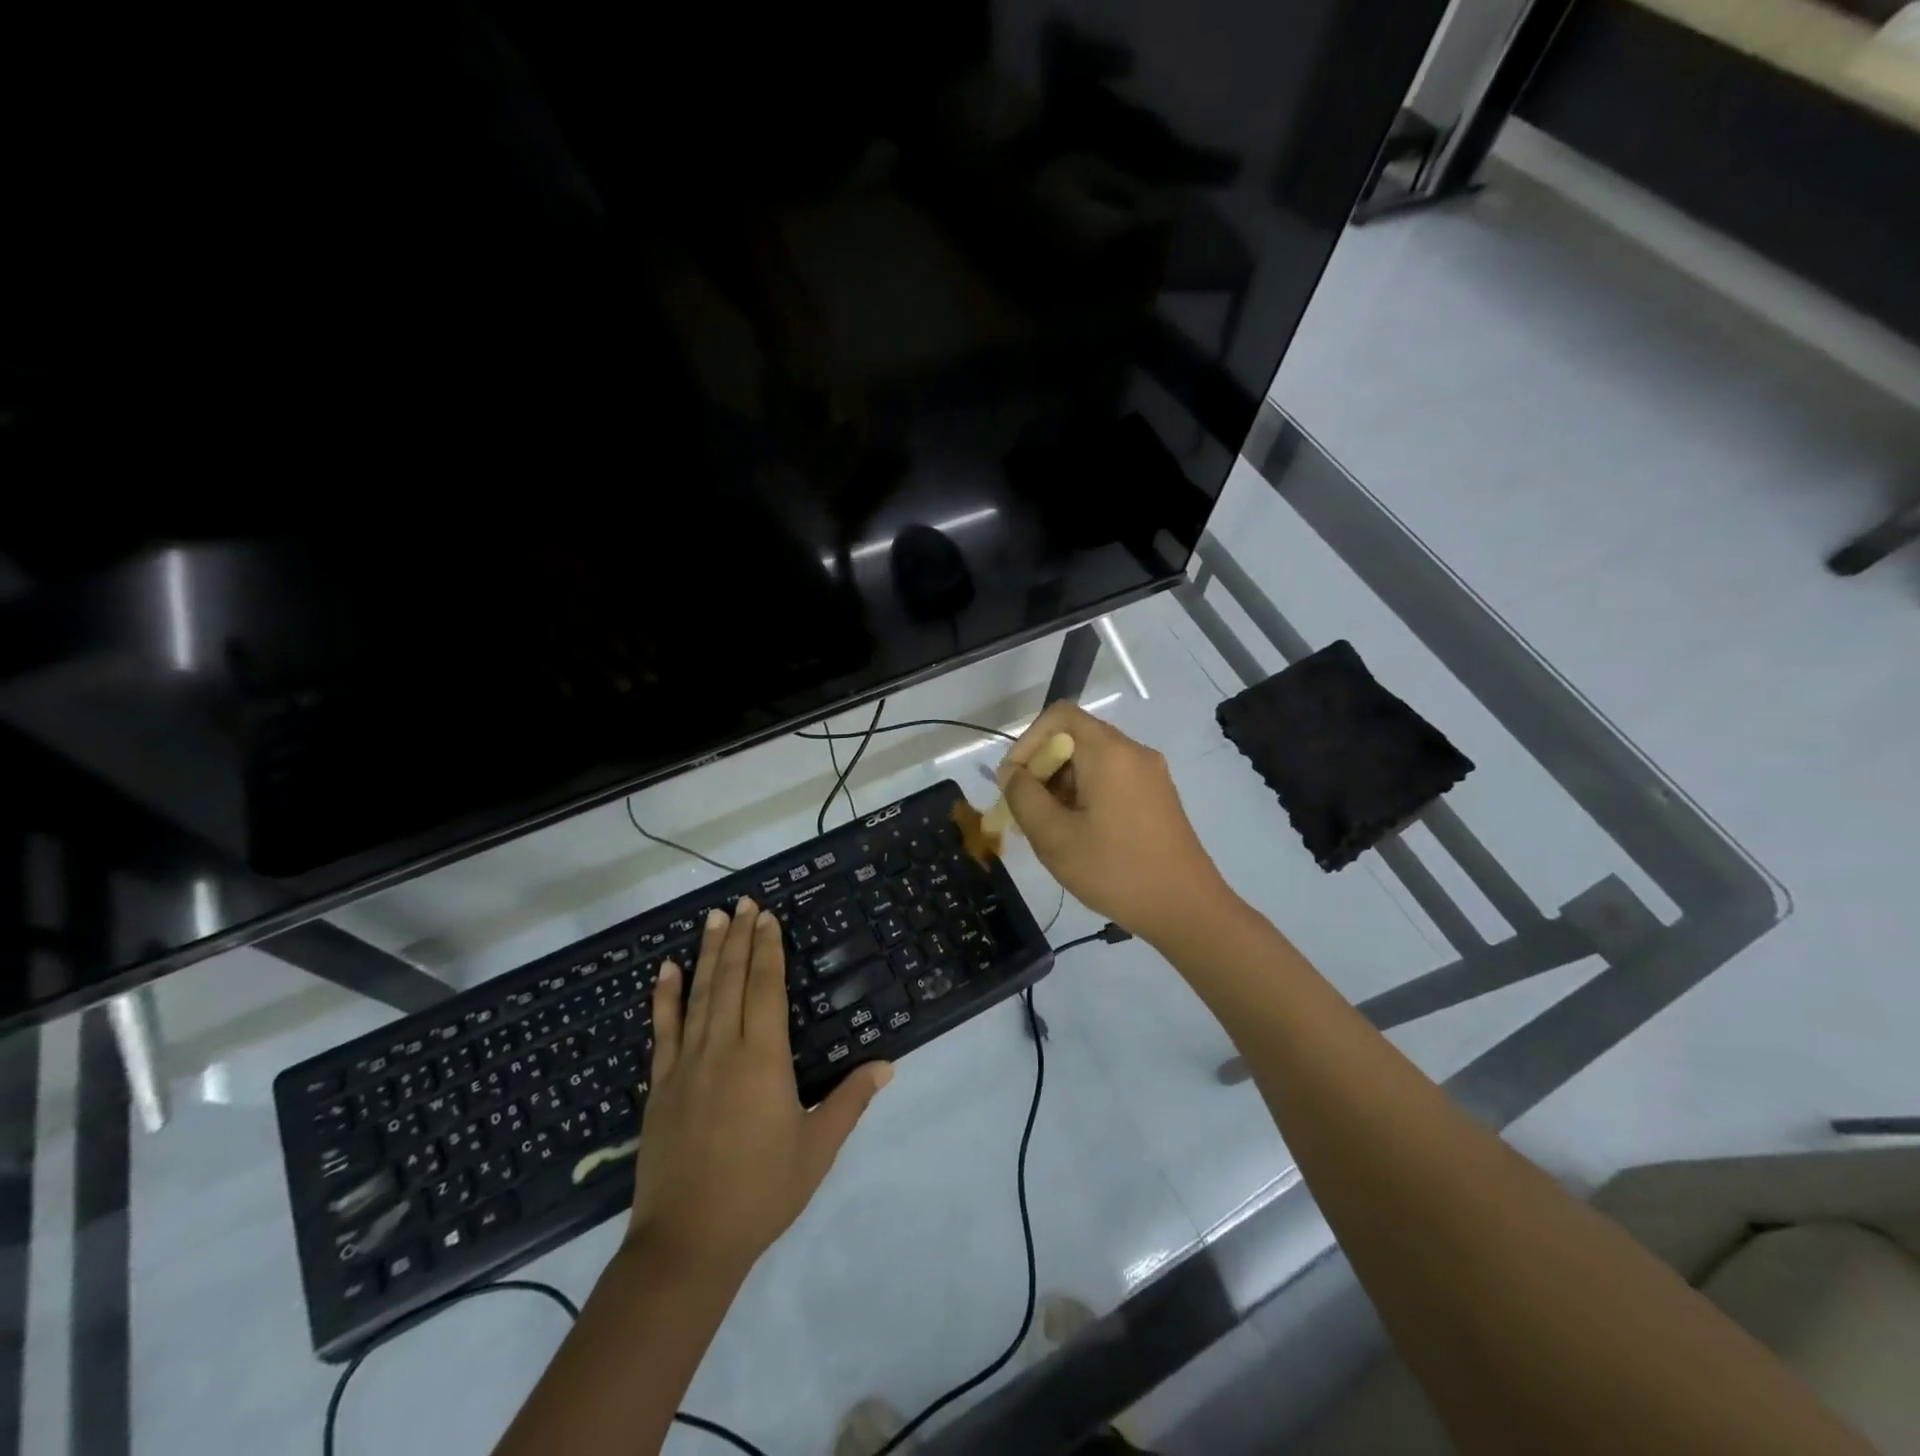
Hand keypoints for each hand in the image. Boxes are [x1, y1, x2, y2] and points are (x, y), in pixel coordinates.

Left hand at [627, 897, 891, 1280]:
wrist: (688, 1244)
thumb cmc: (762, 1192)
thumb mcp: (817, 1147)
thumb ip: (850, 1100)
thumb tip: (887, 1064)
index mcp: (763, 1059)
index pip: (766, 988)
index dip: (767, 949)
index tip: (767, 917)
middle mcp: (723, 1049)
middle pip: (731, 980)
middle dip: (738, 938)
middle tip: (742, 902)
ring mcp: (686, 1065)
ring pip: (698, 995)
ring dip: (706, 953)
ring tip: (713, 918)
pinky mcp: (661, 1086)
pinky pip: (662, 1030)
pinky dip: (664, 996)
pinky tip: (665, 970)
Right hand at [998, 702, 1232, 945]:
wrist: (1186, 909)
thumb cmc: (1115, 870)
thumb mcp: (1054, 837)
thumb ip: (1024, 797)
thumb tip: (1013, 773)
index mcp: (1109, 752)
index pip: (1059, 716)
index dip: (1028, 741)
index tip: (1015, 781)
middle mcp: (1133, 752)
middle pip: (1075, 739)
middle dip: (1043, 770)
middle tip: (1026, 813)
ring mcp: (1150, 775)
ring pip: (1092, 762)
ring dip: (1062, 787)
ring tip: (1049, 830)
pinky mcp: (1158, 797)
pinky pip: (1112, 780)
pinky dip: (1086, 796)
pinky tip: (1079, 835)